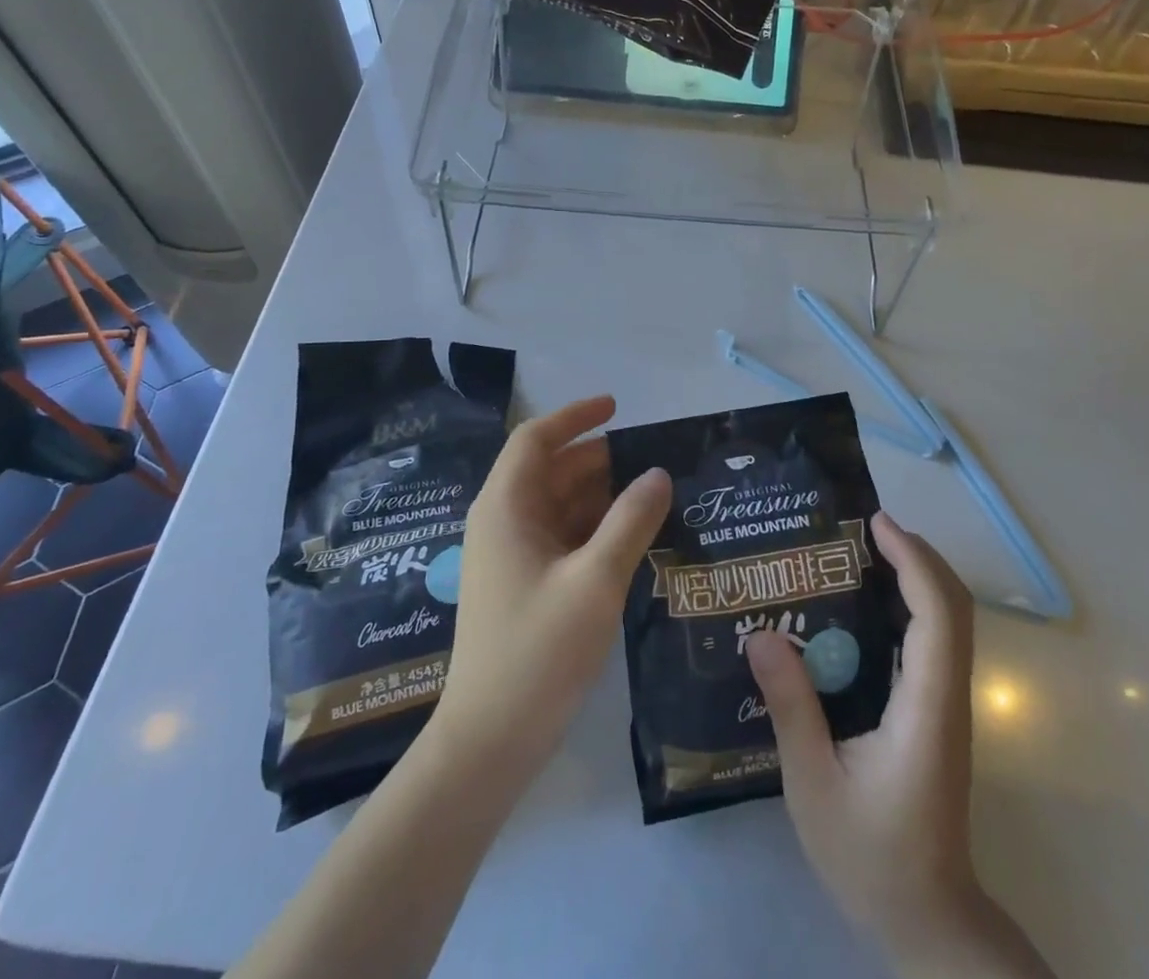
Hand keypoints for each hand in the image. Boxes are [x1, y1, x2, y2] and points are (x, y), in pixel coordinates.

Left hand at [435, 396, 670, 775]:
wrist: (490, 741)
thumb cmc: (538, 651)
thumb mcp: (595, 581)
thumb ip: (630, 521)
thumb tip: (658, 473)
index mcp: (506, 507)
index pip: (536, 439)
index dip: (575, 417)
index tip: (617, 408)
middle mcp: (503, 522)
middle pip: (551, 471)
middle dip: (599, 460)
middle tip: (653, 461)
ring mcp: (511, 556)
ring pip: (559, 506)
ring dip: (601, 496)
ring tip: (653, 496)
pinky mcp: (522, 585)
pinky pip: (561, 538)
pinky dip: (594, 529)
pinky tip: (632, 539)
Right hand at [747, 512, 1053, 978]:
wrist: (929, 919)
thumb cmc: (872, 857)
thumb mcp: (813, 785)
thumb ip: (790, 708)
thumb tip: (761, 634)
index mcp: (926, 709)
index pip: (937, 616)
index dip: (913, 561)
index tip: (875, 524)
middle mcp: (947, 698)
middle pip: (954, 607)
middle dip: (917, 555)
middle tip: (861, 527)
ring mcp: (946, 706)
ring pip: (948, 622)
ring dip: (915, 576)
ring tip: (859, 551)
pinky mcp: (936, 713)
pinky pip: (932, 641)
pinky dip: (910, 604)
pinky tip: (862, 605)